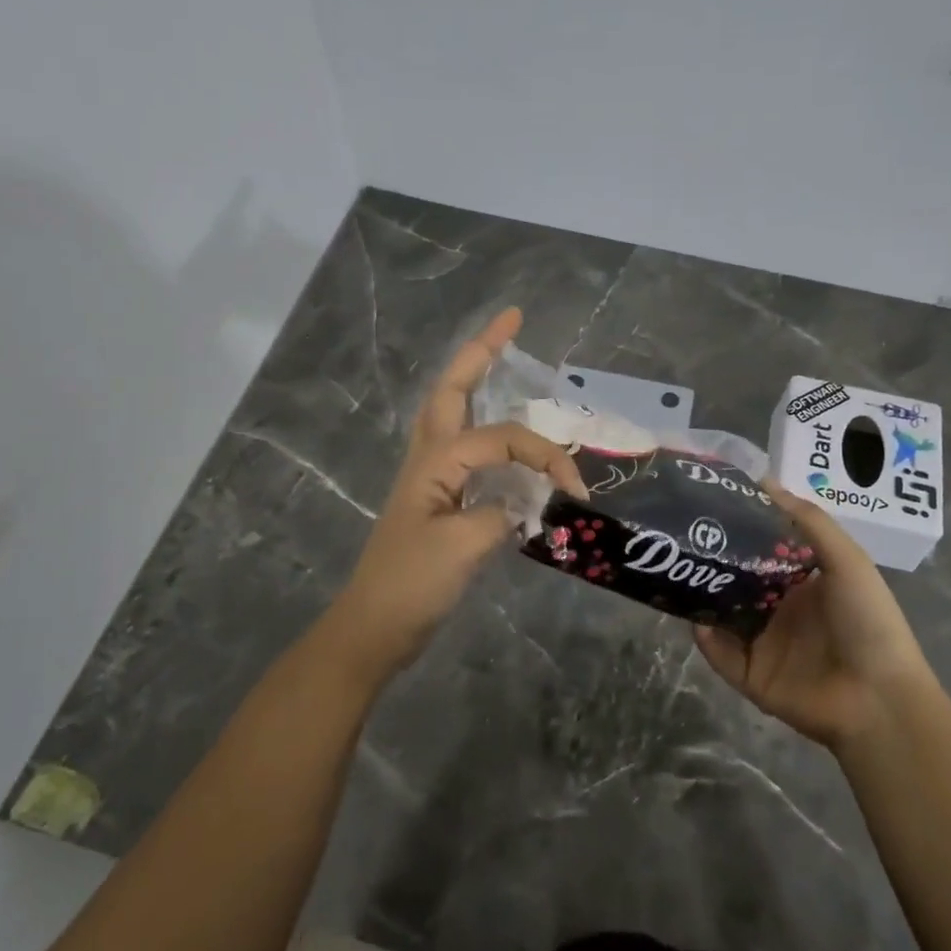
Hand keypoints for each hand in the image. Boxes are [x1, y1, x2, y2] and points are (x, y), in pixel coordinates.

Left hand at [328, 308, 587, 682]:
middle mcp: (429, 458)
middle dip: (481, 352)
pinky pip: (464, 448)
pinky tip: (501, 437)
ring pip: (452, 413)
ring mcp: (430, 477)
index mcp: (435, 462)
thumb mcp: (461, 548)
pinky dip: (483, 427)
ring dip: (474, 380)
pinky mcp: (437, 500)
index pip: (502, 438)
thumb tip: (529, 502)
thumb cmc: (412, 585)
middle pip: (453, 391)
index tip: (575, 490)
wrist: (374, 628)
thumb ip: (502, 514)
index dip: (543, 455)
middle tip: (511, 322)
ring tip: (499, 356)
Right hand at [694, 479, 932, 752]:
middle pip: (737, 580)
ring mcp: (763, 644)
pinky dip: (704, 638)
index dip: (741, 529)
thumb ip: (809, 521)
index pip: (763, 550)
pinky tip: (693, 617)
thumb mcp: (846, 561)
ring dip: (703, 596)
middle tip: (684, 533)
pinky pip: (719, 654)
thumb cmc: (867, 622)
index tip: (711, 503)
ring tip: (676, 570)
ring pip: (722, 615)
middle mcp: (780, 610)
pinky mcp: (751, 676)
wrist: (878, 700)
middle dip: (714, 560)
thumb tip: (764, 480)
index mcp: (803, 583)